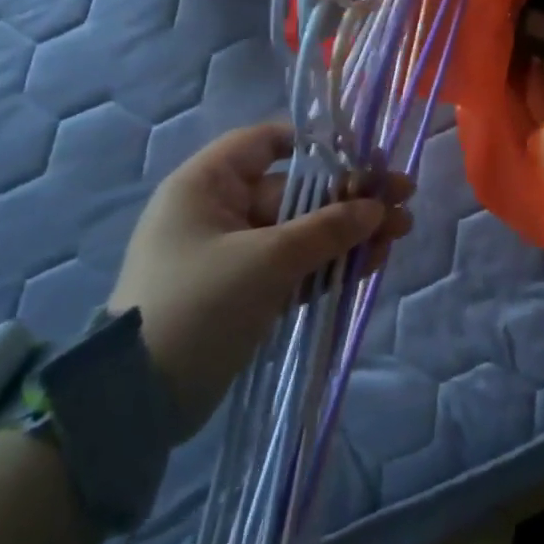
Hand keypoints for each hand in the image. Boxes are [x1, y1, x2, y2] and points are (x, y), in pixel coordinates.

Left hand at [109, 121, 411, 436]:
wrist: (138, 401)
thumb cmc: (196, 305)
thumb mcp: (266, 261)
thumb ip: (326, 229)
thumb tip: (376, 207)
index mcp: (208, 185)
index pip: (265, 143)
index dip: (316, 145)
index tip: (362, 156)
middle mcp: (221, 211)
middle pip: (297, 191)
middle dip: (351, 197)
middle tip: (404, 198)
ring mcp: (236, 255)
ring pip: (303, 231)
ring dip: (350, 232)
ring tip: (401, 232)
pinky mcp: (248, 292)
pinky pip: (297, 266)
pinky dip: (332, 264)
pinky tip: (373, 262)